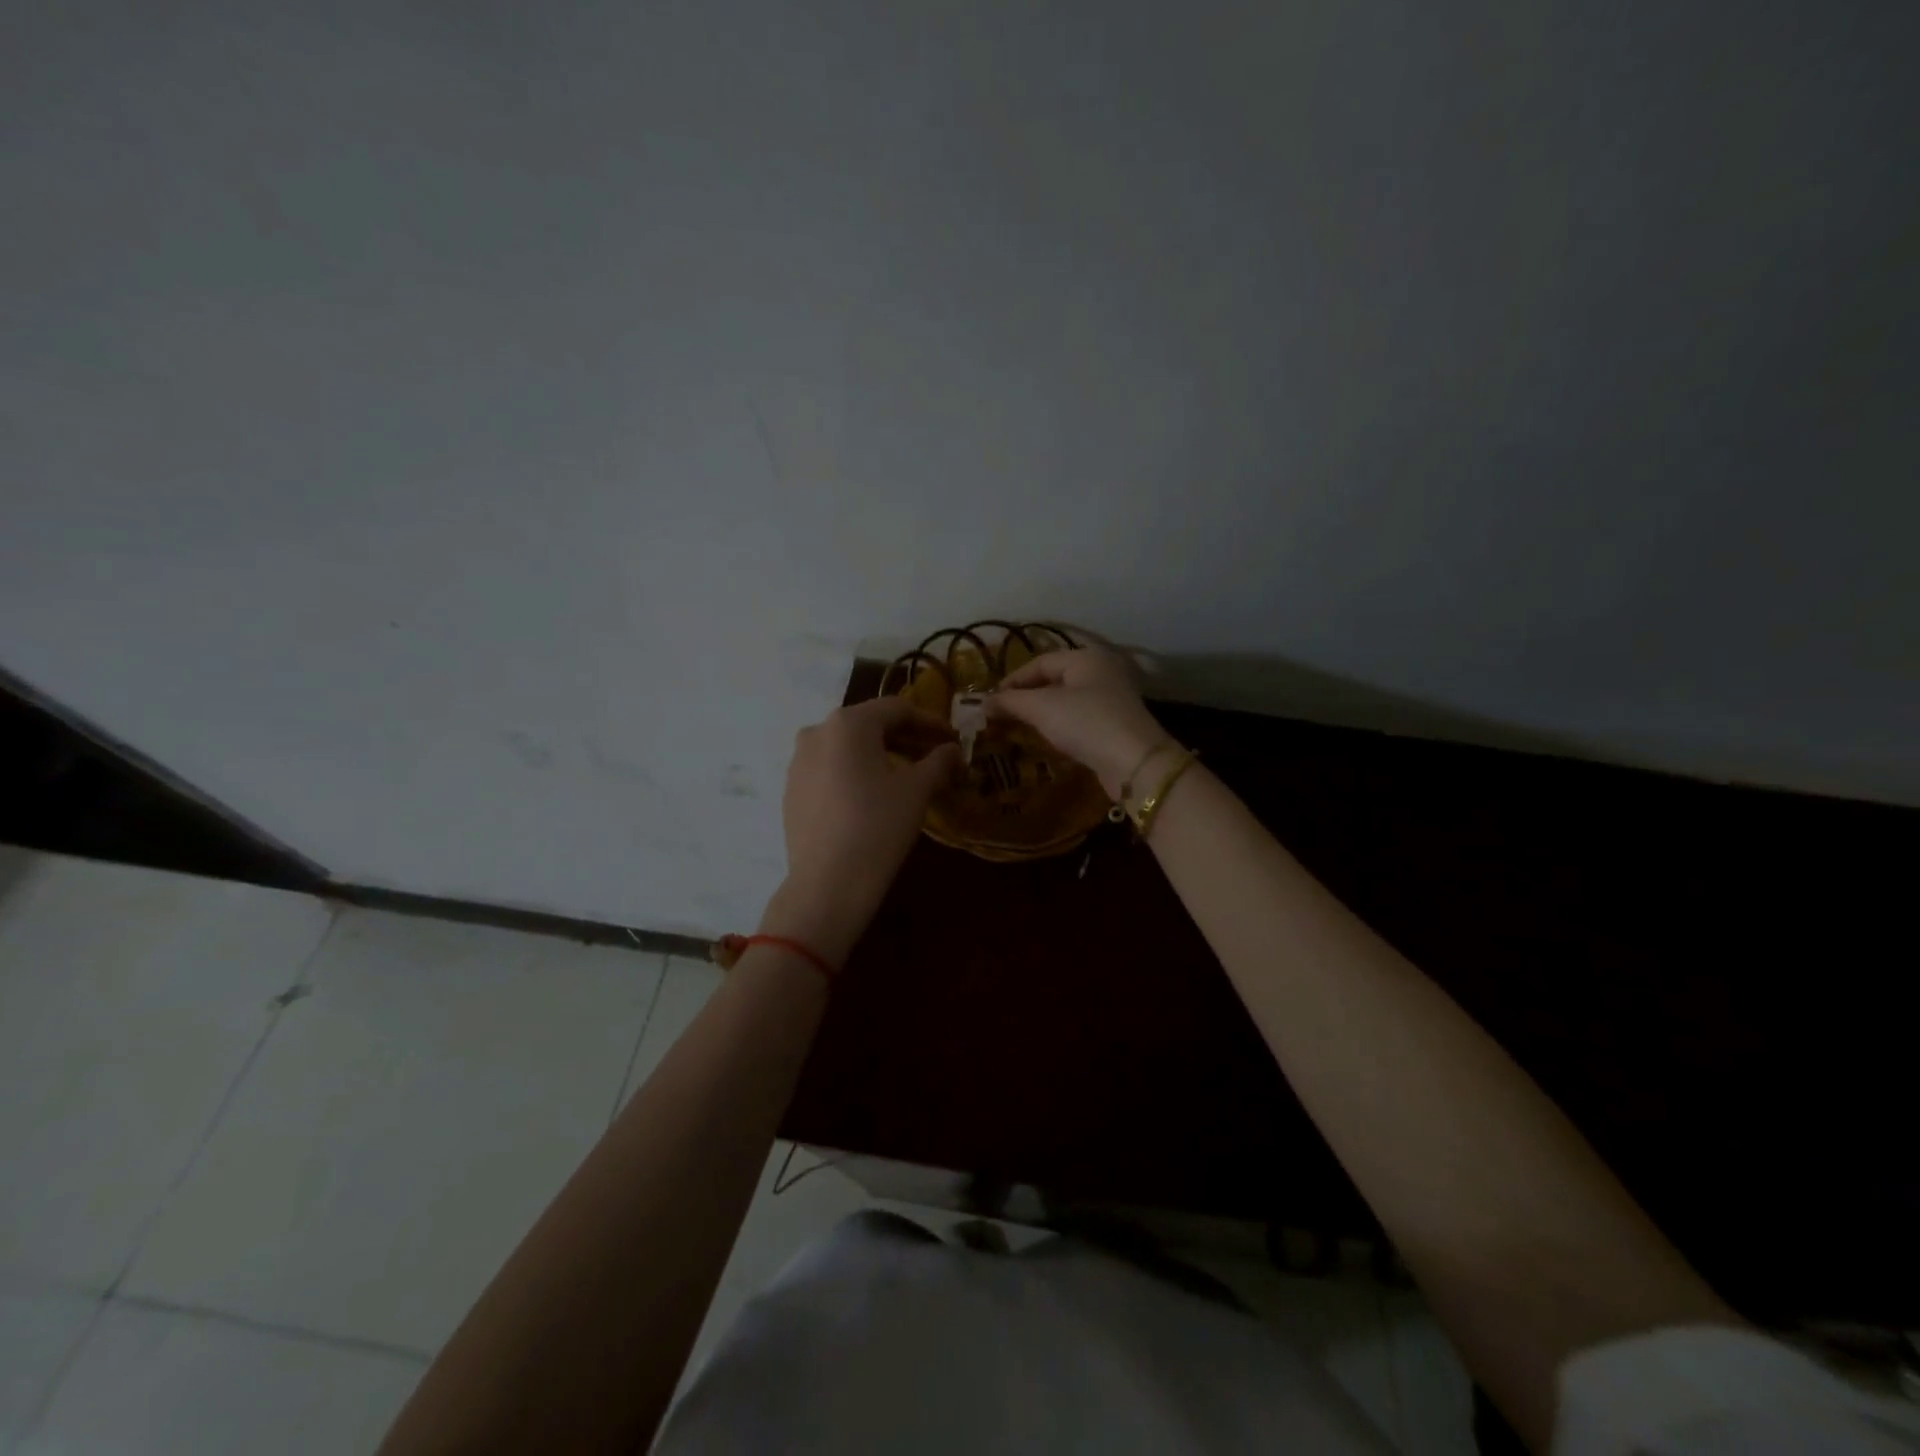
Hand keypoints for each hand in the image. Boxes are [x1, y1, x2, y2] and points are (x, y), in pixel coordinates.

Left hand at [762, 697, 961, 963]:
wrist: (827, 884)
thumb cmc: (878, 826)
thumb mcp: (917, 791)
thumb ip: (938, 762)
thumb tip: (953, 750)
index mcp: (848, 723)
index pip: (897, 709)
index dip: (930, 722)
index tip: (952, 739)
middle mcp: (817, 732)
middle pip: (869, 725)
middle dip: (905, 737)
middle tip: (934, 756)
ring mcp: (798, 761)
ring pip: (848, 747)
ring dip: (880, 754)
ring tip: (906, 775)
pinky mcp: (791, 789)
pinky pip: (830, 768)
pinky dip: (856, 772)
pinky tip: (873, 795)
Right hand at [987, 647, 1173, 798]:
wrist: (1134, 762)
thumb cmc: (1085, 723)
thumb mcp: (1041, 708)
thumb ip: (1010, 701)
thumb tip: (983, 702)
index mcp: (1086, 658)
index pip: (1039, 662)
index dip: (1012, 681)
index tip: (990, 702)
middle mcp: (1102, 671)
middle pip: (1054, 680)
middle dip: (1025, 698)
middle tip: (1001, 715)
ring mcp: (1112, 698)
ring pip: (1066, 700)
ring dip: (1041, 713)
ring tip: (1018, 728)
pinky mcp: (1115, 724)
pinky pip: (1079, 718)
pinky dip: (1059, 725)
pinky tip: (1046, 738)